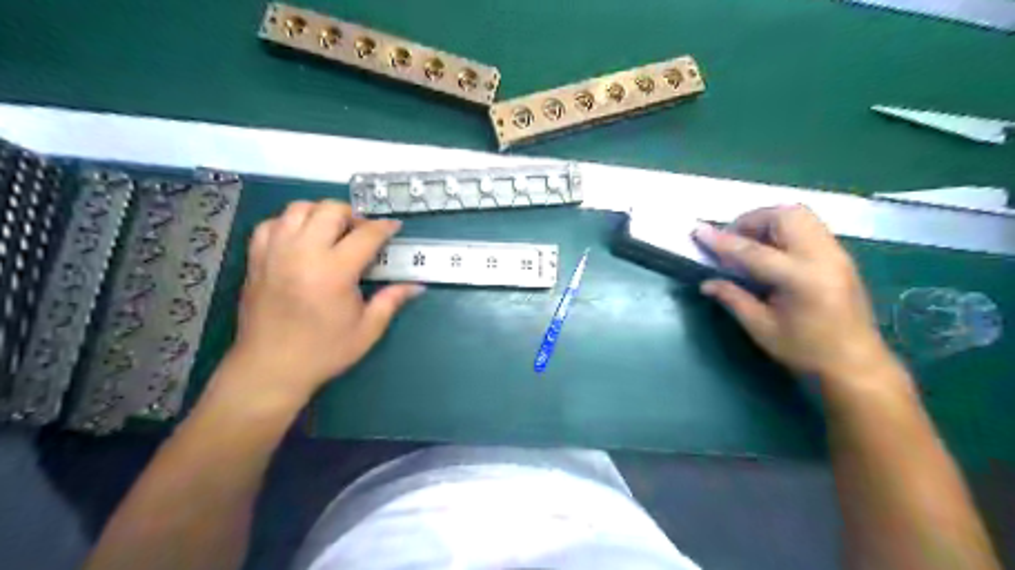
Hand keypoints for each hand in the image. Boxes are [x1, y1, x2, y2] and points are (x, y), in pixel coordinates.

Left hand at [218, 199, 424, 404]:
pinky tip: (301, 241)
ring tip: (332, 233)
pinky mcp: (256, 259)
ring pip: (298, 209)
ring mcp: (275, 253)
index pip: (365, 235)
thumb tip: (417, 285)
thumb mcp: (367, 330)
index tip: (394, 228)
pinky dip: (289, 224)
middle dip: (352, 215)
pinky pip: (272, 224)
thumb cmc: (324, 351)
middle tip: (361, 234)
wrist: (271, 368)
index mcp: (334, 272)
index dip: (384, 227)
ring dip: (321, 214)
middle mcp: (303, 253)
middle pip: (330, 210)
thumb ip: (391, 301)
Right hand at [694, 204, 890, 381]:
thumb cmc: (806, 351)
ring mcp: (836, 253)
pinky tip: (772, 250)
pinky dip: (784, 228)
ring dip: (769, 221)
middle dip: (751, 220)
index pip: (752, 251)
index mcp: (801, 279)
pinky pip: (809, 226)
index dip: (721, 241)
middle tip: (732, 240)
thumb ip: (733, 298)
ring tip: (750, 242)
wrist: (856, 365)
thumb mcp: (762, 328)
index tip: (698, 231)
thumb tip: (706, 283)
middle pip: (784, 216)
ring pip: (800, 214)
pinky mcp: (841, 255)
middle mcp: (822, 256)